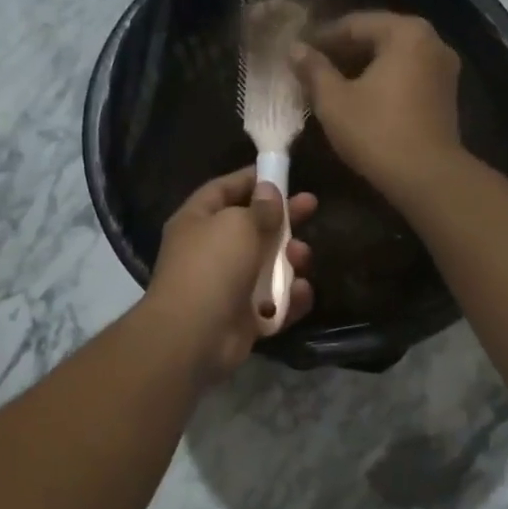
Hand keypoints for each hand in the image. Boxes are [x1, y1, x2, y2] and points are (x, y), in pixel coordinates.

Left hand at [145, 167, 317, 378]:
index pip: (224, 190)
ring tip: (302, 257)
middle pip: (252, 227)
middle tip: (312, 206)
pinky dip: (289, 298)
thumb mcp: (239, 225)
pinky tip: (300, 292)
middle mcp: (210, 251)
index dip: (251, 179)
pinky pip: (274, 303)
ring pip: (268, 266)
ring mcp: (227, 286)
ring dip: (290, 260)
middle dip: (283, 219)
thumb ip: (260, 208)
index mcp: (197, 221)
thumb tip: (269, 190)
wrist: (195, 335)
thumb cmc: (213, 267)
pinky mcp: (243, 318)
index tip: (281, 173)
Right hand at [292, 11, 465, 200]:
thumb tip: (294, 49)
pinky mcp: (446, 96)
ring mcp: (444, 69)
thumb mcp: (334, 101)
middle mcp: (431, 41)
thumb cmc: (377, 133)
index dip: (322, 38)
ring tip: (332, 86)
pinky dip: (384, 83)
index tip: (298, 53)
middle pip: (378, 38)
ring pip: (394, 60)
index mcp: (406, 32)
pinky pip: (408, 78)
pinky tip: (361, 100)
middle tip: (312, 69)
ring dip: (363, 69)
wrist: (427, 177)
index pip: (354, 24)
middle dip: (343, 53)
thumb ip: (314, 69)